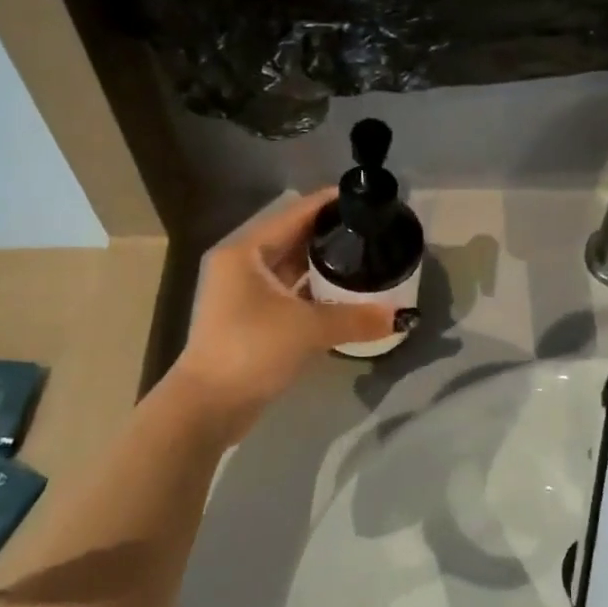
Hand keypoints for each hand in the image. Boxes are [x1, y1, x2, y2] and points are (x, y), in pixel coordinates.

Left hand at [168, 188, 396, 433]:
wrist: (207, 407)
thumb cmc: (251, 350)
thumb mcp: (308, 329)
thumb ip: (355, 318)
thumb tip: (400, 316)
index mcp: (246, 252)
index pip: (294, 214)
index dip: (328, 204)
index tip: (363, 199)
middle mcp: (240, 265)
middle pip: (292, 238)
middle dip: (329, 235)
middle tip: (370, 231)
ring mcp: (242, 293)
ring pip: (289, 268)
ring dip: (321, 265)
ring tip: (363, 258)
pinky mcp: (248, 319)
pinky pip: (287, 293)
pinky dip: (312, 292)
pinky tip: (342, 294)